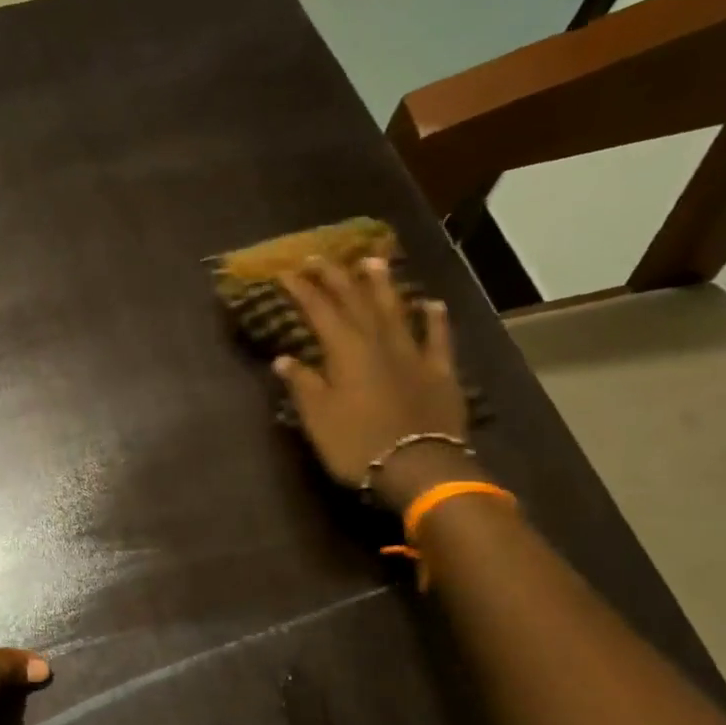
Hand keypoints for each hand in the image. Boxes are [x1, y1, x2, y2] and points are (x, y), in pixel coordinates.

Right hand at [275, 256, 474, 508]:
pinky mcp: (440, 373)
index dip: (304, 290)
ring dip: (382, 286)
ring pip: (396, 311)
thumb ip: (303, 384)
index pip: (320, 312)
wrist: (418, 467)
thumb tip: (284, 359)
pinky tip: (431, 304)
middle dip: (337, 278)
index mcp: (345, 352)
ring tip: (372, 261)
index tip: (288, 271)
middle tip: (322, 257)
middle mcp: (379, 343)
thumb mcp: (318, 418)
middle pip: (356, 302)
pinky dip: (434, 319)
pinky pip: (438, 338)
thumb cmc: (357, 443)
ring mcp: (413, 355)